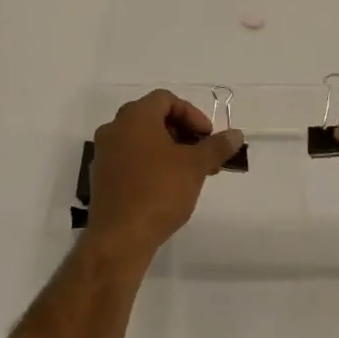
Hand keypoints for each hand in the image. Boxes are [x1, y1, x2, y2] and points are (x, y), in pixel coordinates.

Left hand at [86, 90, 243, 263]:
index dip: (192, 114)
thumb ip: (216, 146)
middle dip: (183, 132)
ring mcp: (104, 153)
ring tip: (191, 173)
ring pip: (142, 140)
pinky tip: (168, 186)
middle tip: (203, 154)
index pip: (166, 99)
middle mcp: (115, 129)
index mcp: (135, 117)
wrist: (120, 238)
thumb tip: (236, 134)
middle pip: (153, 117)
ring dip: (169, 149)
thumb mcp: (195, 166)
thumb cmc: (159, 192)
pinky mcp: (102, 177)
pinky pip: (130, 158)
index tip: (208, 137)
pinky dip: (151, 163)